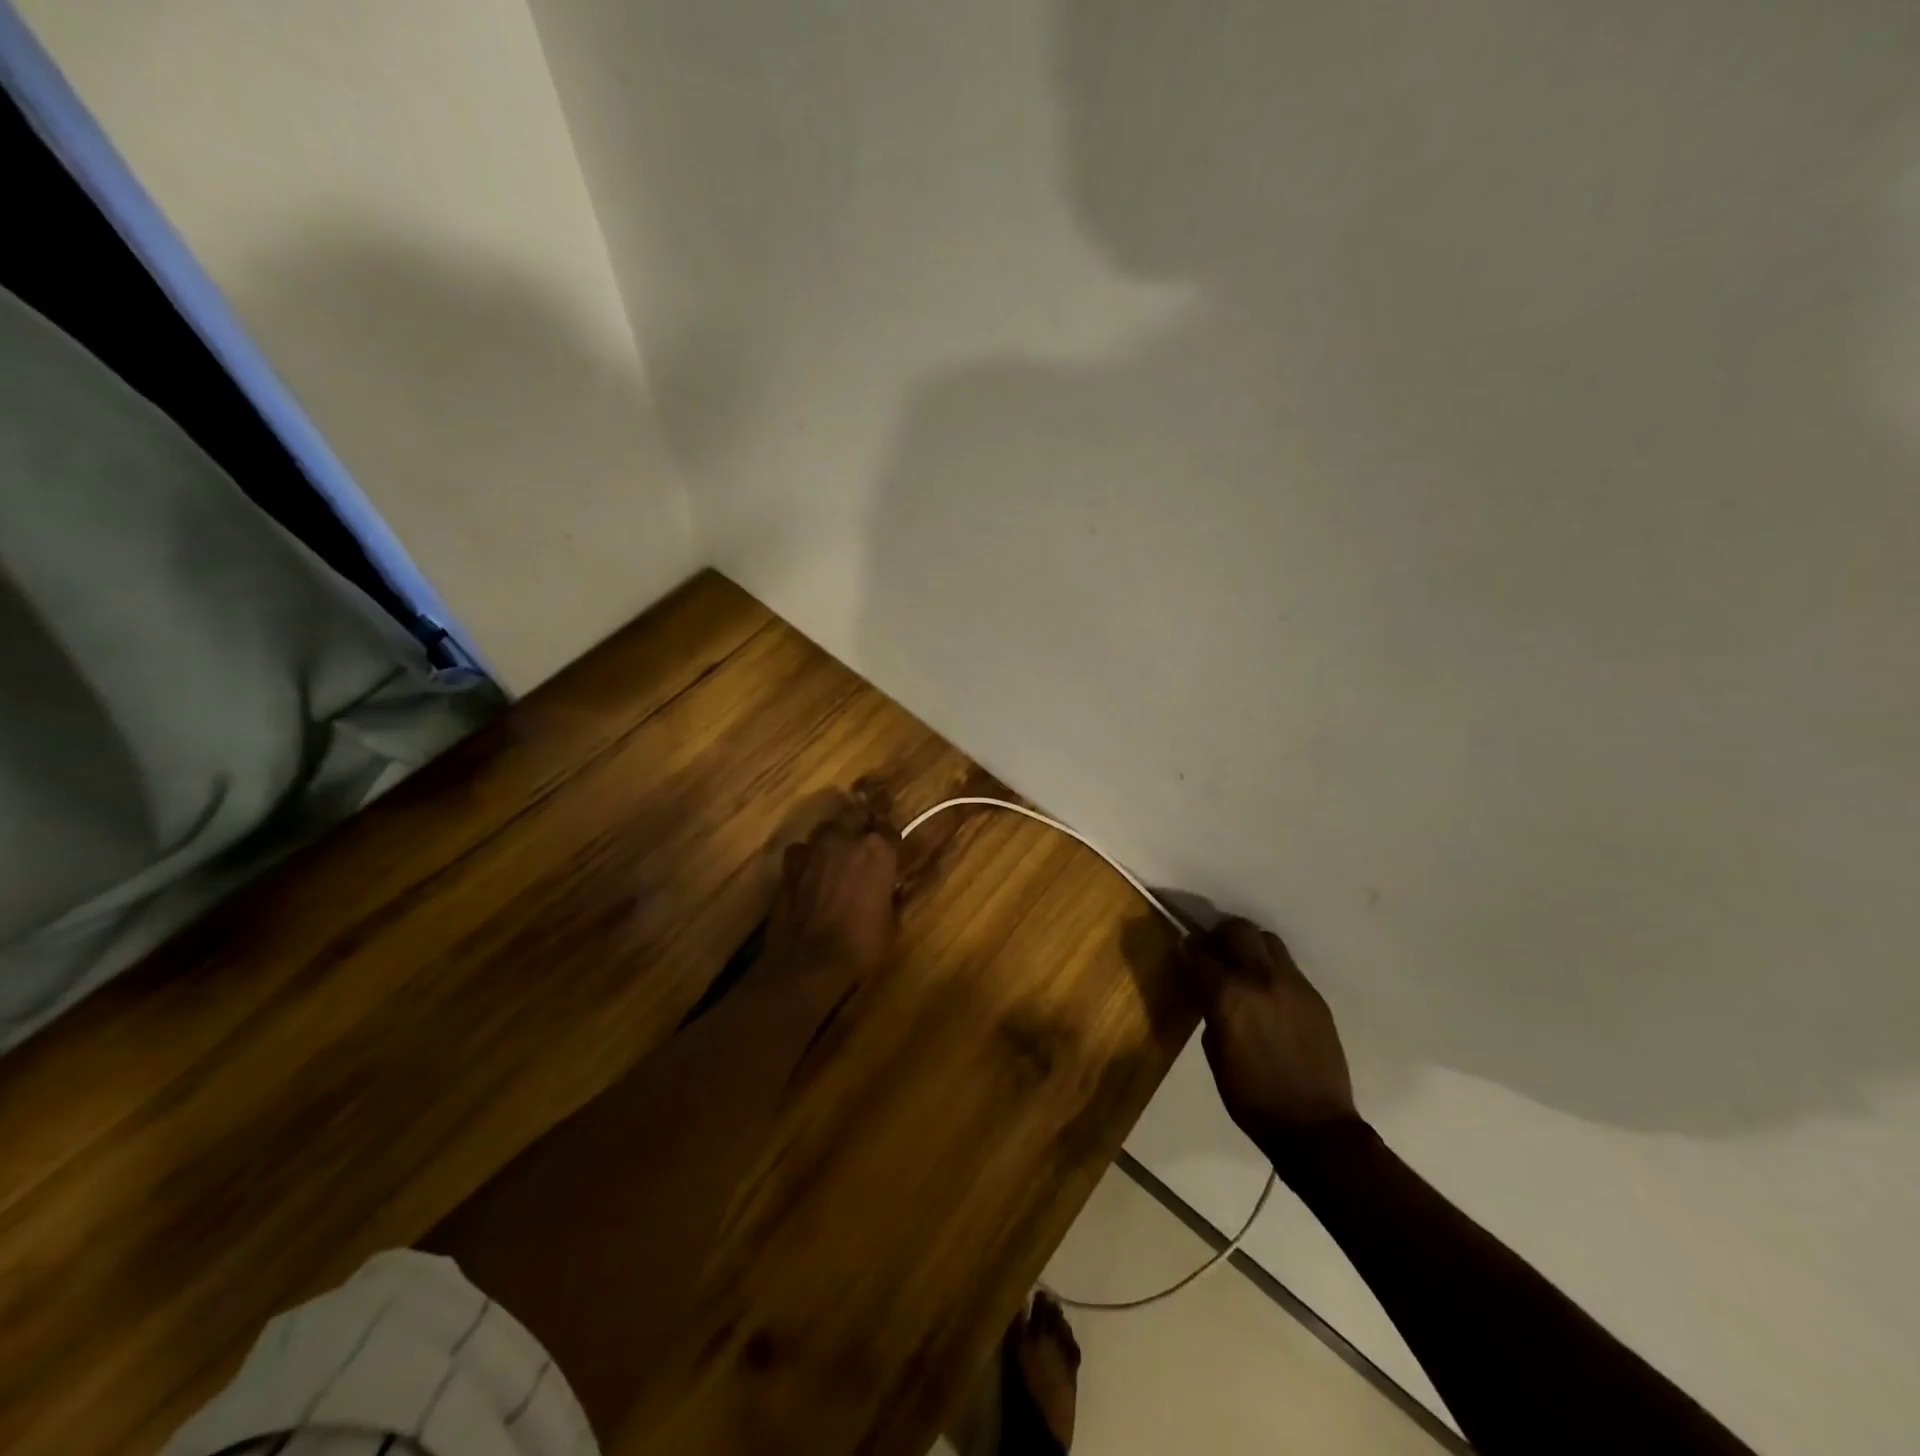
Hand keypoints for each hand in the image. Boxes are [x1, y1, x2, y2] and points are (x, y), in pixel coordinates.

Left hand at [766, 785, 900, 974]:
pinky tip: (811, 871)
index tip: (892, 850)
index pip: (890, 829)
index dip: (891, 839)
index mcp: (878, 850)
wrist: (809, 962)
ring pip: (828, 827)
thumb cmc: (861, 944)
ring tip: (838, 854)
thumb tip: (894, 886)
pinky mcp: (790, 863)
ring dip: (835, 836)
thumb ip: (893, 893)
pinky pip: (802, 849)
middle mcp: (846, 838)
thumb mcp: (892, 921)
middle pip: (856, 814)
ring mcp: (814, 848)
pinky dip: (808, 856)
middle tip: (866, 840)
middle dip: (863, 823)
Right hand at [1183, 917, 1357, 1143]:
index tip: (1183, 950)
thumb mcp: (1215, 1052)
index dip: (1187, 949)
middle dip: (1220, 934)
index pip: (1200, 953)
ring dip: (1250, 945)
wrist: (1314, 1126)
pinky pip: (1288, 966)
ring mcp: (1293, 984)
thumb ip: (1210, 1009)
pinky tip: (1267, 992)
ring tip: (1242, 965)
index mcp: (1229, 995)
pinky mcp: (1315, 996)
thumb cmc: (1251, 1096)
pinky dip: (1271, 969)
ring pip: (1267, 940)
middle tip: (1213, 949)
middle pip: (1238, 930)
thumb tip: (1207, 989)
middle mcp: (1261, 978)